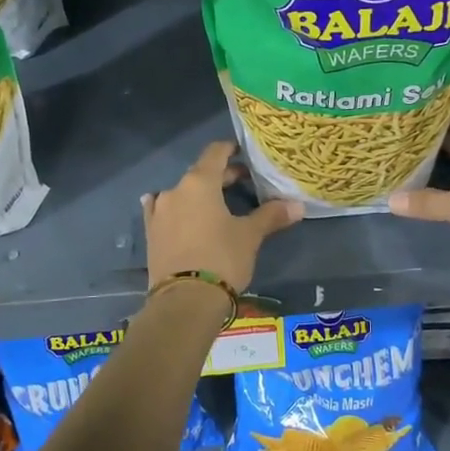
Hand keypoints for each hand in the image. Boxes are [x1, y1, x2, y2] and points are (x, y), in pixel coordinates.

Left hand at [143, 141, 302, 294]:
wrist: (184, 301)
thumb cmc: (222, 259)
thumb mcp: (250, 236)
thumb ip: (271, 216)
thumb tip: (298, 206)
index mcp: (200, 183)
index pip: (215, 152)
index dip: (231, 149)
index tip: (244, 152)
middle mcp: (175, 190)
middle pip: (201, 173)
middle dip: (222, 176)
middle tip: (245, 183)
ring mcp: (159, 212)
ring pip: (183, 193)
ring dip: (199, 195)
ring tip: (217, 205)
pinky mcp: (150, 233)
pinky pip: (164, 212)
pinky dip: (175, 210)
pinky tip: (176, 213)